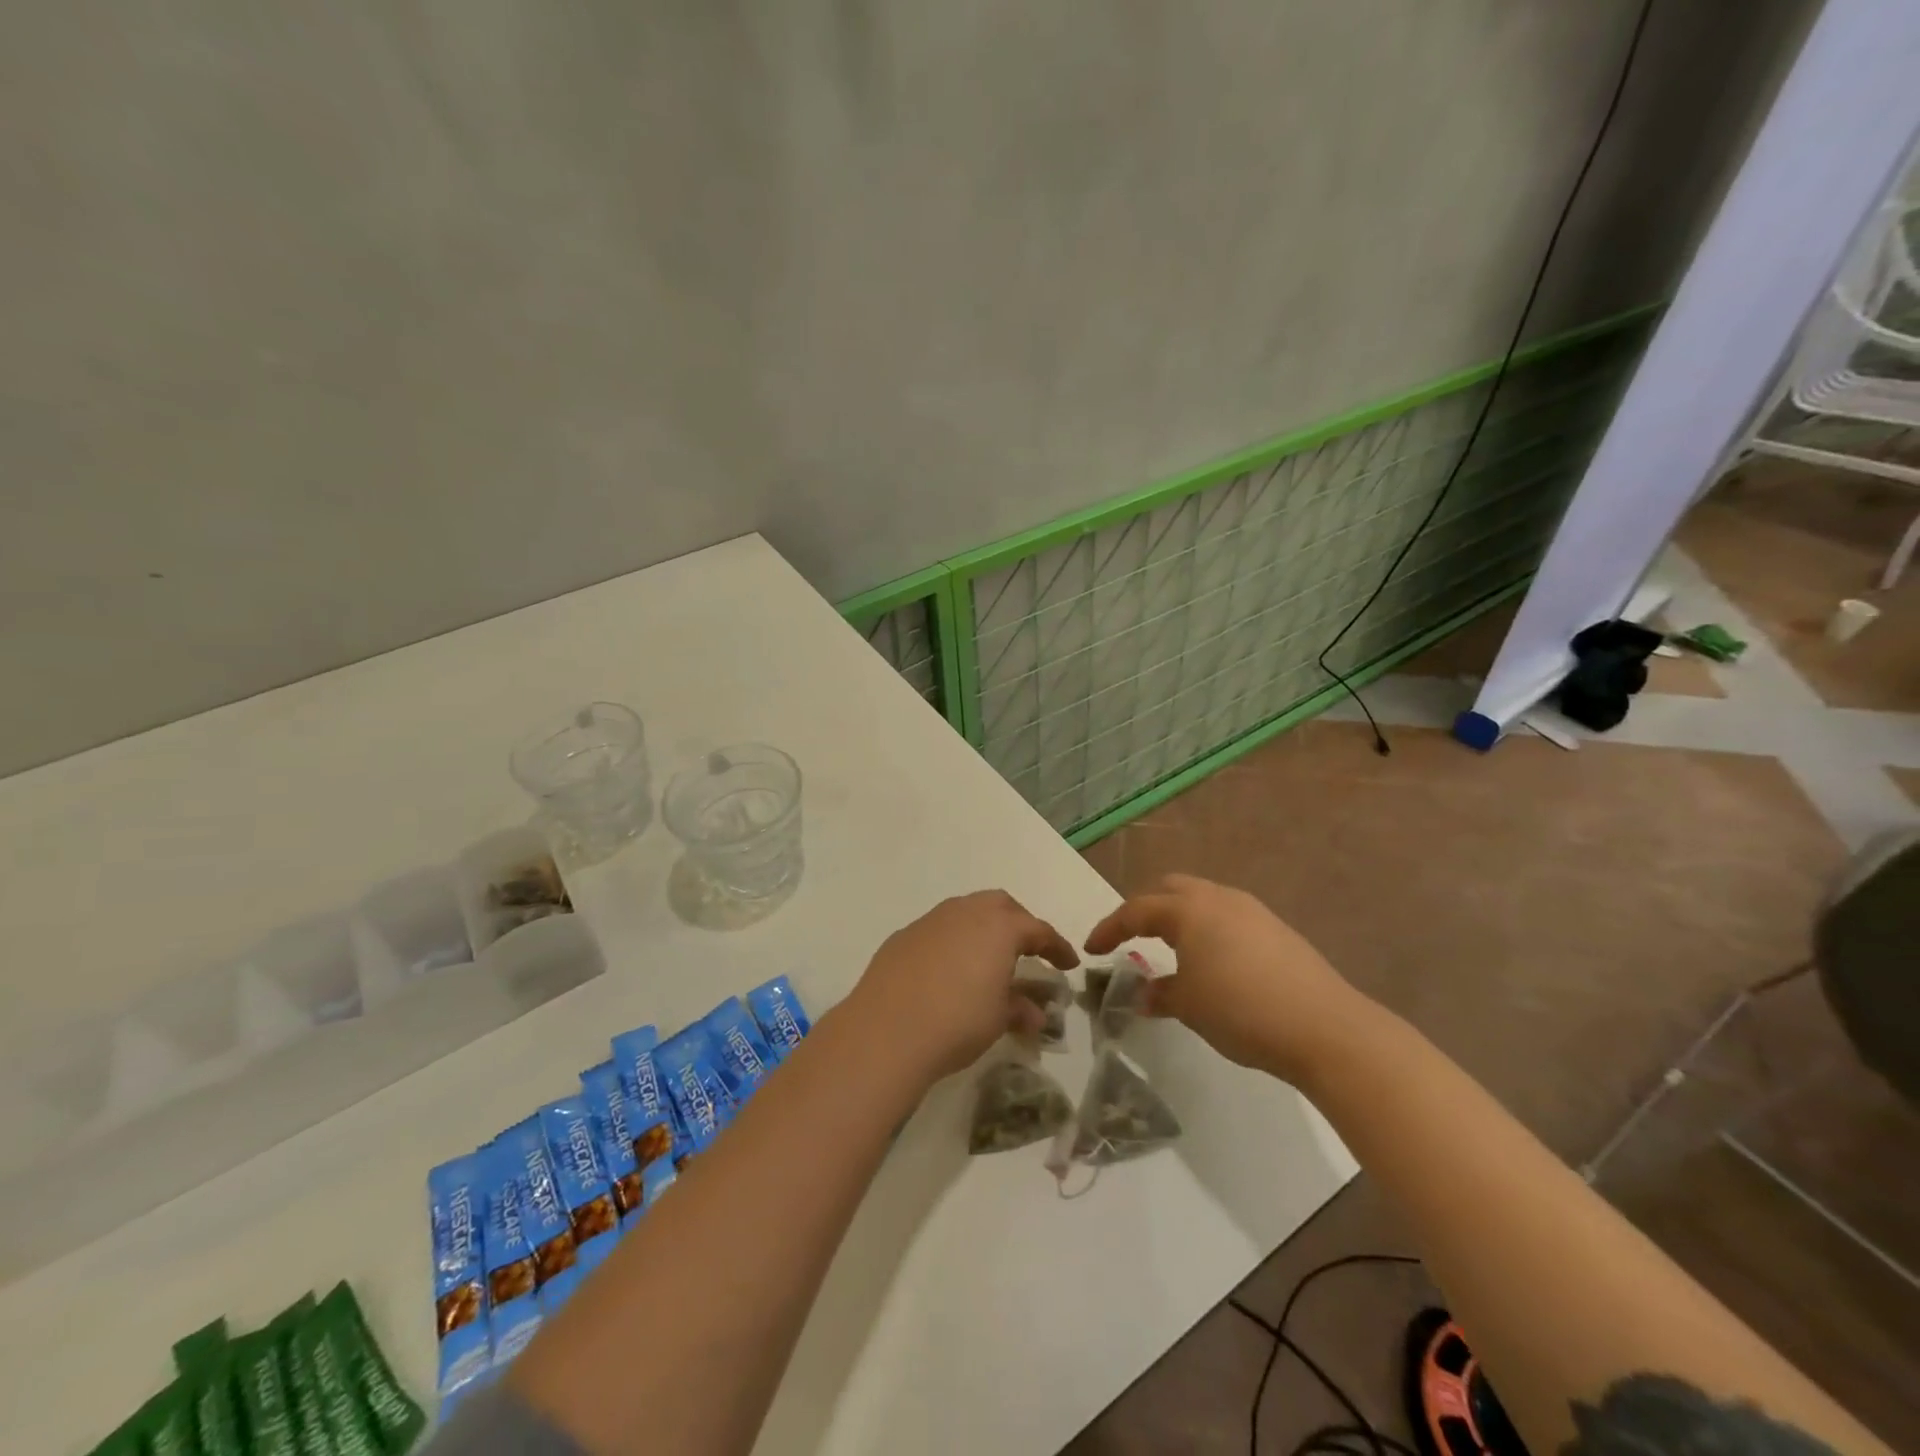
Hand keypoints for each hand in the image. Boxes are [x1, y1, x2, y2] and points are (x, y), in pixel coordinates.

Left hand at [848, 890, 1077, 1080]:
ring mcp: (930, 921)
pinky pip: (939, 930)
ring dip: (983, 930)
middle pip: (1001, 906)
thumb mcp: (998, 1019)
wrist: (886, 1030)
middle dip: (1019, 924)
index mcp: (999, 927)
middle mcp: (965, 912)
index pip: (1038, 930)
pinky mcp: (903, 936)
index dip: (1057, 947)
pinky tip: (949, 971)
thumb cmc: (957, 1022)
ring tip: (988, 959)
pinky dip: (953, 943)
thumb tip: (1034, 1013)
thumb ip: (1020, 1009)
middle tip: (1028, 951)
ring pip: (966, 912)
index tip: (1069, 964)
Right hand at [1083, 873, 1375, 1083]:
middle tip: (1130, 938)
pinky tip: (1212, 961)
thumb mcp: (1189, 1007)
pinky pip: (1227, 916)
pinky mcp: (1276, 928)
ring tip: (1170, 950)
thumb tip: (1144, 994)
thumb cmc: (1242, 1011)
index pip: (1136, 910)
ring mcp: (1252, 910)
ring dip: (1178, 918)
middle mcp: (1218, 898)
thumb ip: (1160, 994)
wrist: (1326, 1028)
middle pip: (1170, 889)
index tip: (1091, 949)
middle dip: (1145, 910)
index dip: (1109, 928)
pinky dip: (1207, 929)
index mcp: (1189, 910)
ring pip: (1202, 899)